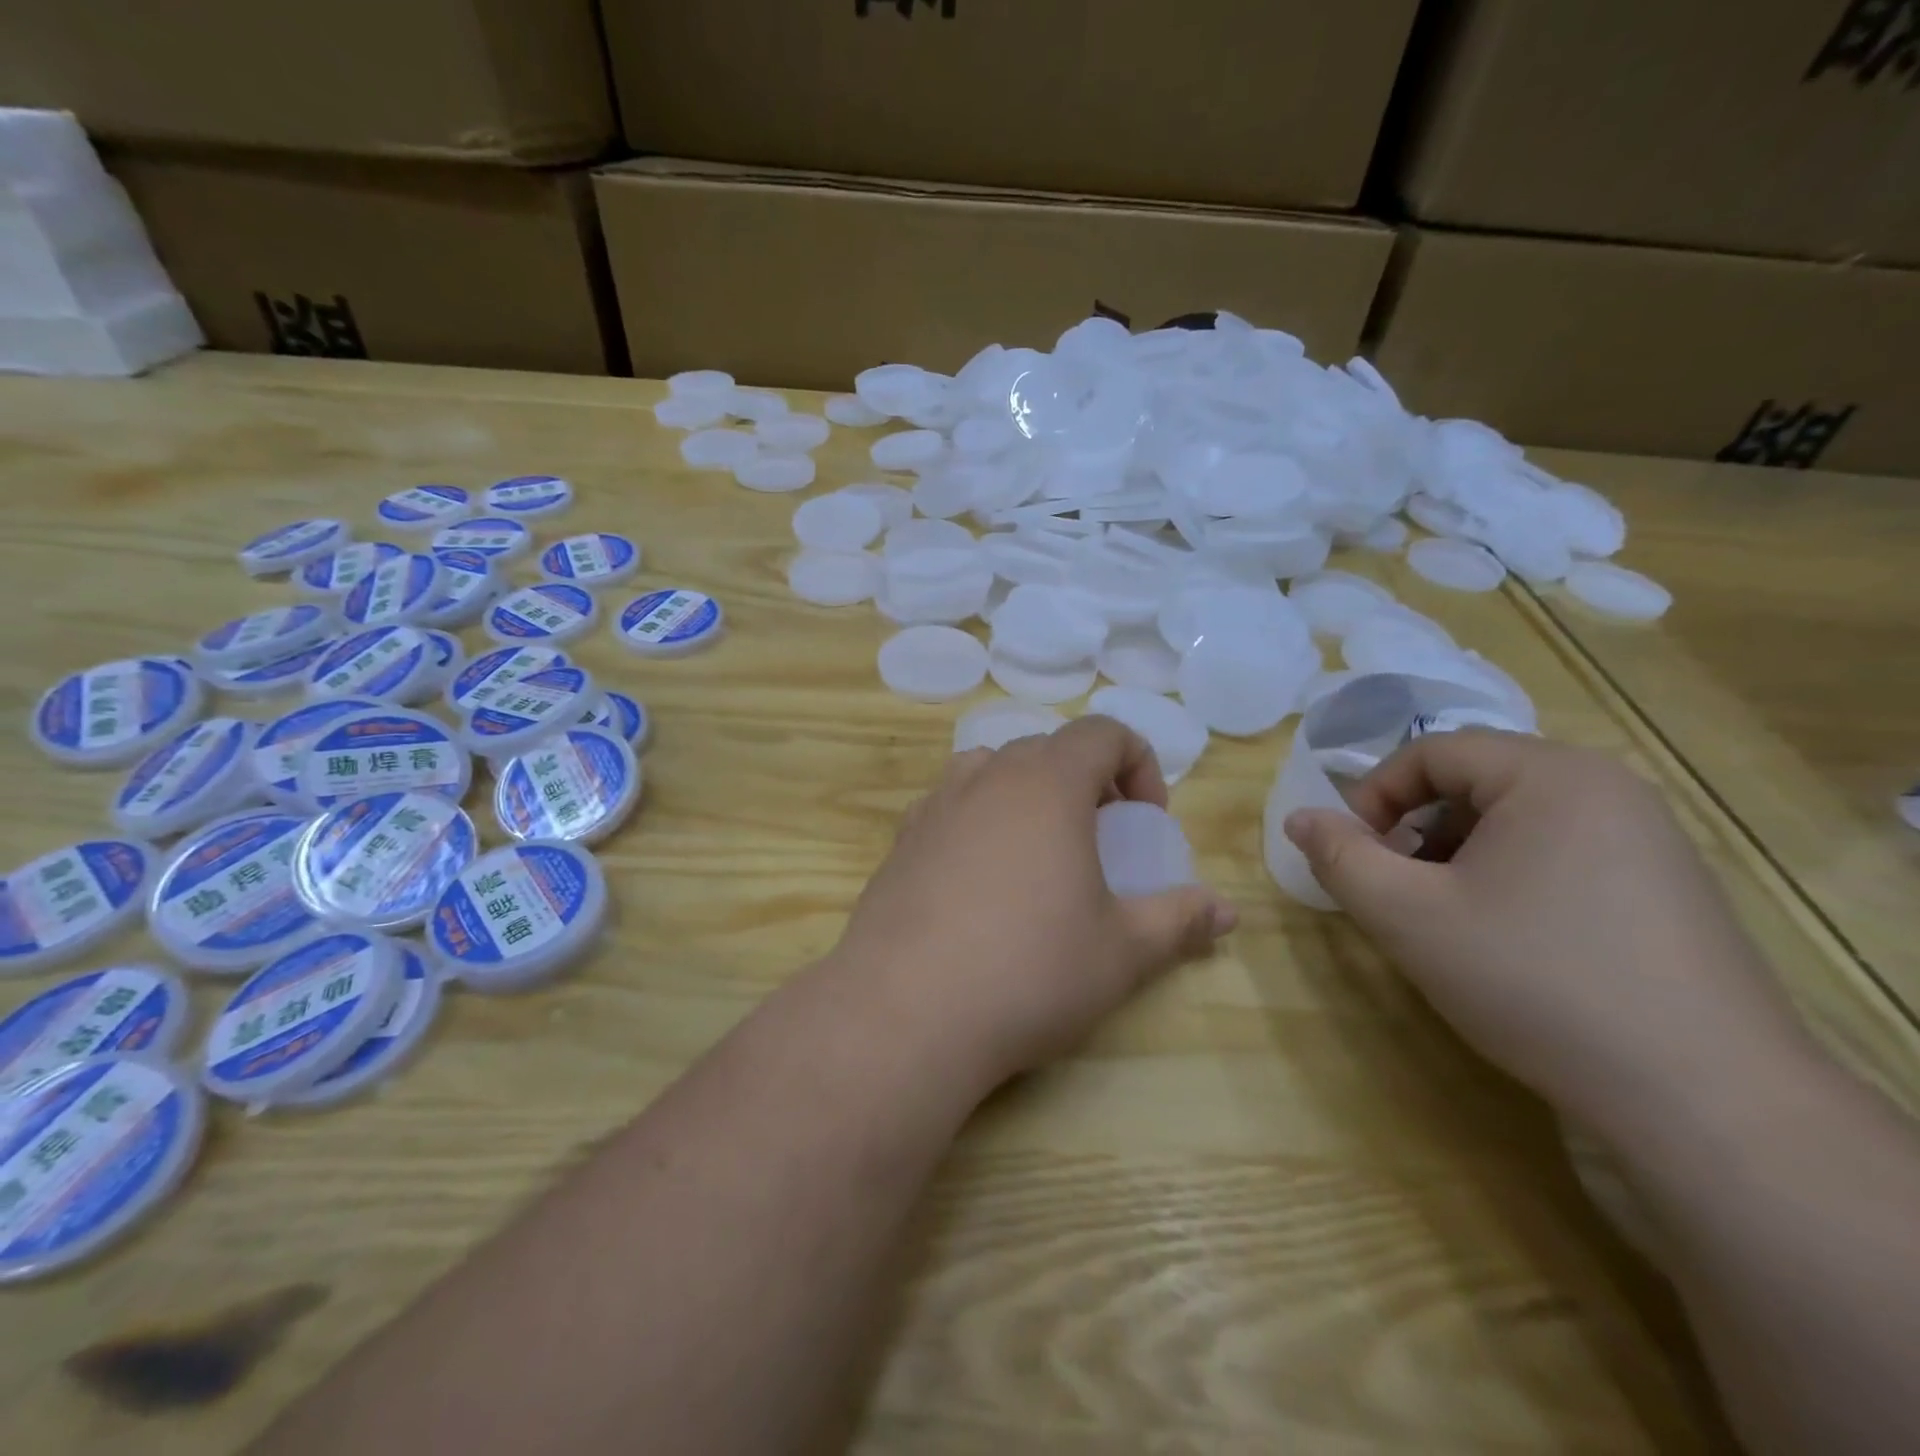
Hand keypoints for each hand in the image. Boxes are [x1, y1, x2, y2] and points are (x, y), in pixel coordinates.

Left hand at [829, 716, 1236, 1093]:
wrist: (905, 1011)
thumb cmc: (1029, 970)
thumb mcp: (1121, 951)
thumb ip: (1179, 920)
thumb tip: (1227, 911)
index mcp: (1047, 783)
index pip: (1102, 732)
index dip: (1138, 764)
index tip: (1146, 821)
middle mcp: (987, 776)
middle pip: (1047, 748)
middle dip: (1086, 781)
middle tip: (1099, 839)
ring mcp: (935, 805)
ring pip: (992, 770)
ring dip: (1027, 794)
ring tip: (1039, 852)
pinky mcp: (901, 840)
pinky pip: (951, 806)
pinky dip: (979, 820)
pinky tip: (981, 882)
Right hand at [1283, 731, 1812, 1136]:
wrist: (1706, 1099)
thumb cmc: (1535, 981)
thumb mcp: (1408, 916)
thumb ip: (1340, 858)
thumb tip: (1299, 819)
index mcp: (1550, 775)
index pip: (1431, 752)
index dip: (1374, 797)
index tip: (1354, 856)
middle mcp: (1608, 787)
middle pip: (1474, 783)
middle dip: (1416, 831)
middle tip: (1397, 891)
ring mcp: (1649, 838)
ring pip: (1515, 821)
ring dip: (1458, 856)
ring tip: (1446, 919)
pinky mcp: (1669, 888)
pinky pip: (1560, 853)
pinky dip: (1510, 878)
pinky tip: (1508, 941)